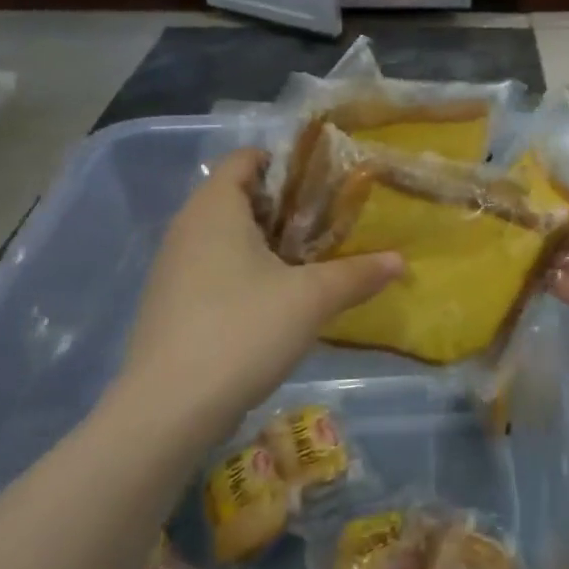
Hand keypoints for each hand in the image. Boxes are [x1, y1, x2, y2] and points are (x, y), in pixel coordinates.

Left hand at [107, 148, 402, 444]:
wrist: (169, 409)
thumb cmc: (243, 331)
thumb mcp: (312, 299)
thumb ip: (358, 274)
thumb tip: (400, 260)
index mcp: (215, 209)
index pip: (245, 159)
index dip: (286, 163)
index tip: (326, 183)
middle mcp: (186, 229)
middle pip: (239, 198)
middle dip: (286, 208)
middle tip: (331, 225)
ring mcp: (173, 269)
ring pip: (226, 237)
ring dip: (268, 244)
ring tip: (312, 263)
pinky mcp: (171, 305)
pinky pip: (214, 269)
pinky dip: (246, 273)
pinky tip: (277, 302)